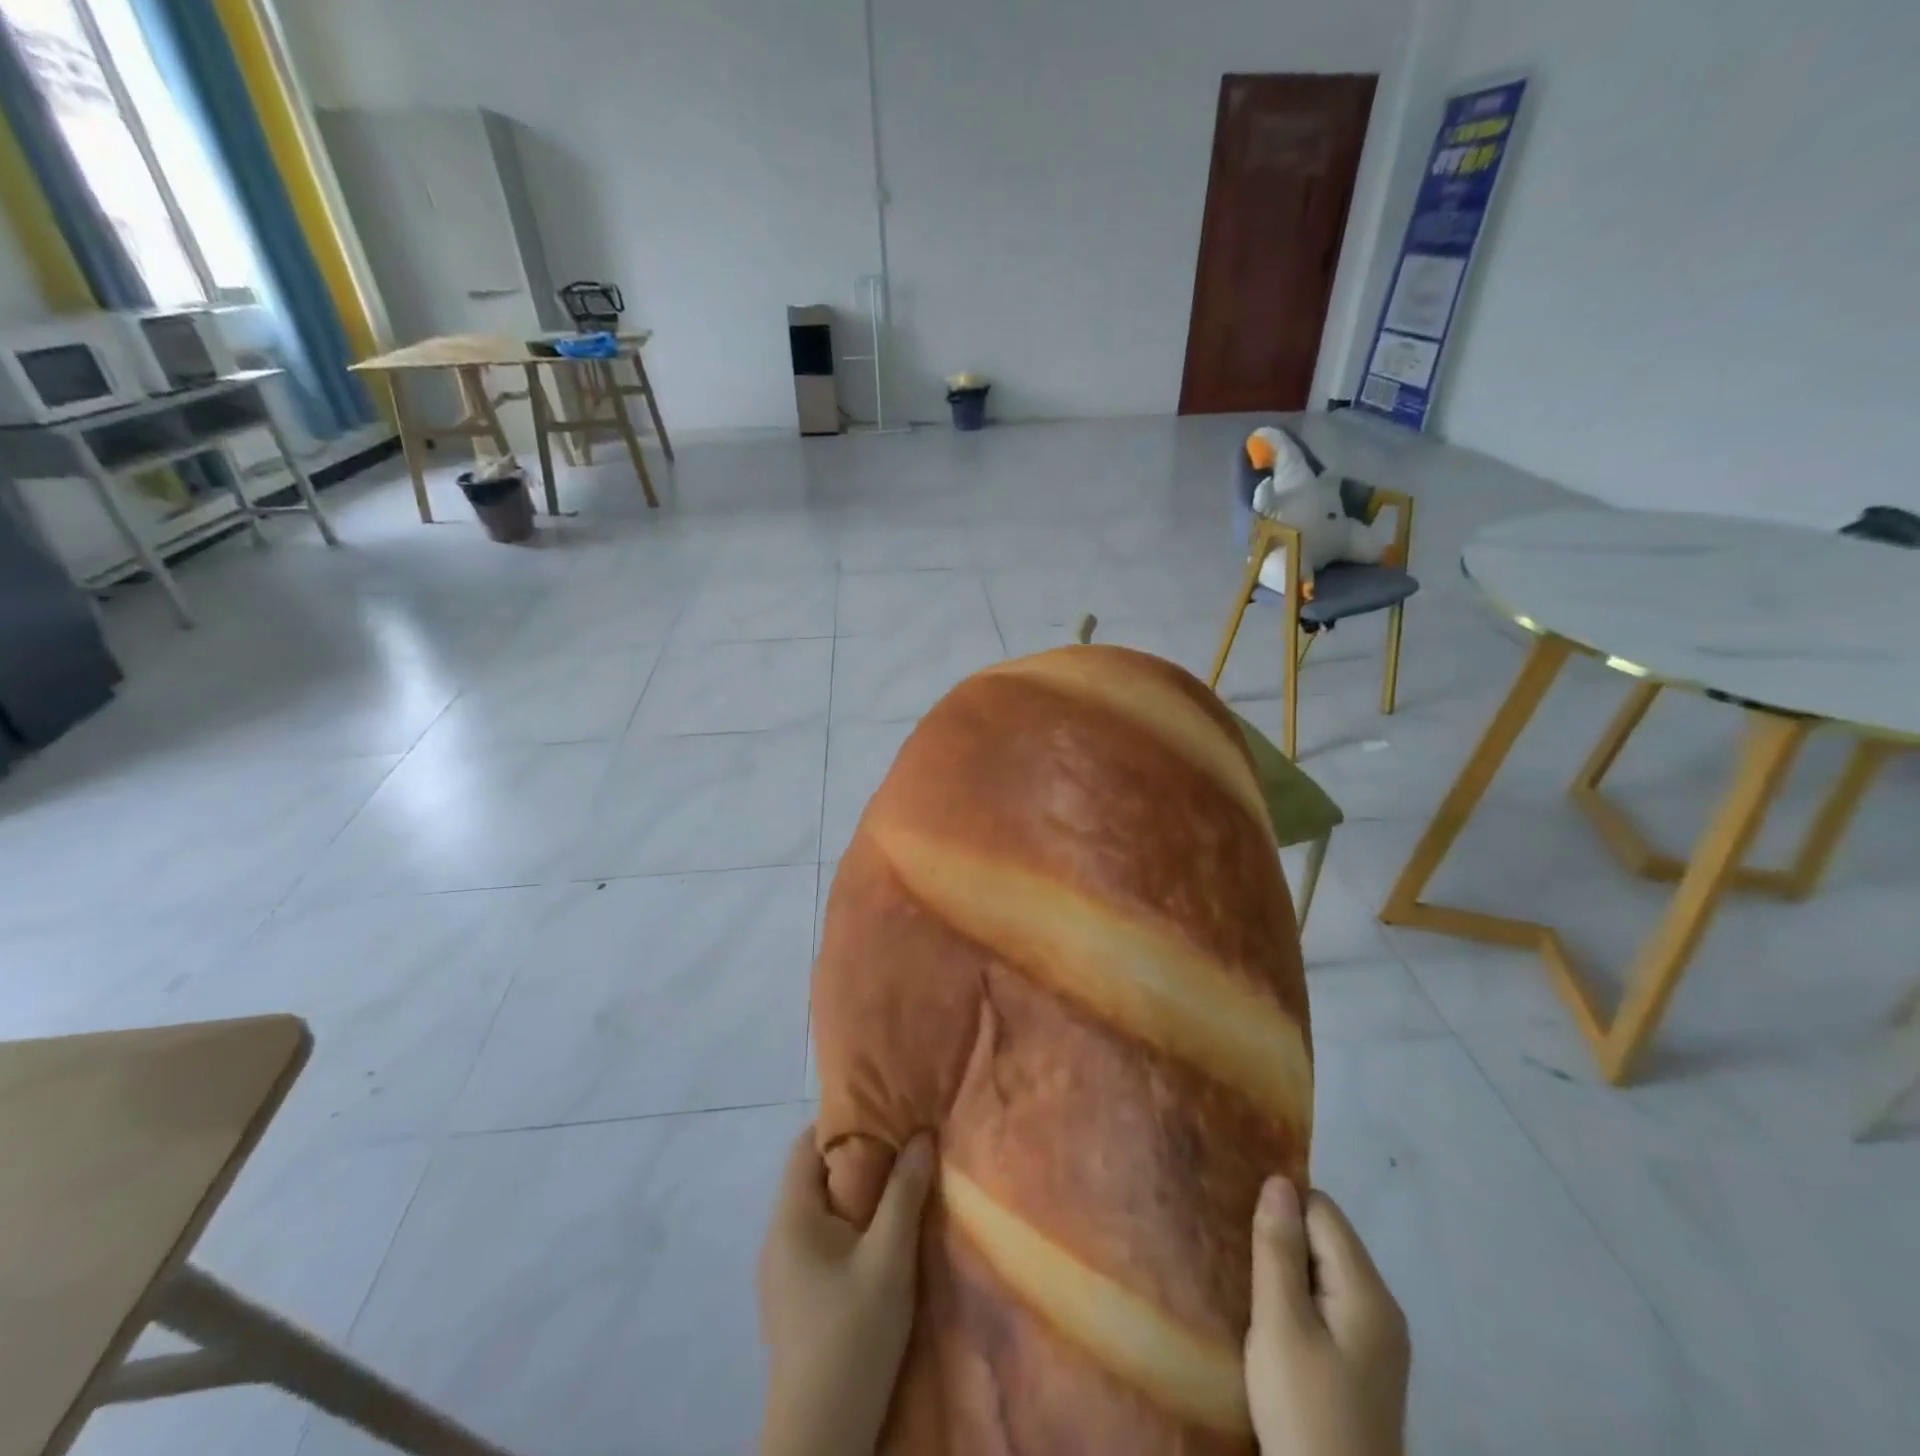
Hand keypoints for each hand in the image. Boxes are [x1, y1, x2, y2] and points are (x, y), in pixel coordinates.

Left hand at [757, 1126, 934, 1455]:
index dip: (843, 1121)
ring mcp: (781, 1270)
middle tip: (902, 1145)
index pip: (807, 1144)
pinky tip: (880, 1237)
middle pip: (814, 1174)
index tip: (885, 1112)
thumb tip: (922, 1135)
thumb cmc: (852, 1336)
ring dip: (855, 1192)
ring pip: (819, 1208)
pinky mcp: (792, 1297)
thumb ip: (905, 1193)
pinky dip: (848, 1223)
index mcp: (790, 1216)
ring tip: (899, 1184)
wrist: (820, 1439)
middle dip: (857, 1155)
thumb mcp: (889, 1259)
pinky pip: (819, 1238)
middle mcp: (777, 1235)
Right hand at [1245, 1179, 1409, 1455]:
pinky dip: (1298, 1299)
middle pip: (1327, 1239)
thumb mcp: (1280, 1324)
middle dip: (1283, 1239)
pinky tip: (1271, 1320)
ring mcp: (1377, 1341)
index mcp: (1368, 1293)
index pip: (1322, 1211)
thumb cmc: (1304, 1408)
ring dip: (1287, 1270)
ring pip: (1324, 1271)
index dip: (1281, 1210)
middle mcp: (1383, 1308)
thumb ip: (1278, 1248)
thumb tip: (1278, 1180)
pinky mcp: (1363, 1365)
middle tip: (1239, 1255)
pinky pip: (1328, 1304)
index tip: (1242, 1227)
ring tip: (1249, 1284)